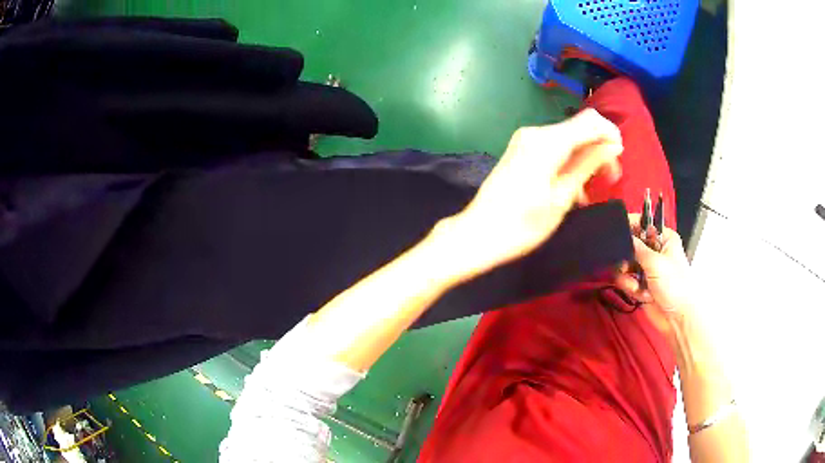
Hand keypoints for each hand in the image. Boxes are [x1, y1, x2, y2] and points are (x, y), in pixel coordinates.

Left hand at [443, 109, 623, 274]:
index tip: (621, 159)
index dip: (611, 135)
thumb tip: (613, 145)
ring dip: (584, 159)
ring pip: (568, 139)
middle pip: (579, 128)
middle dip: (599, 149)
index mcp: (548, 141)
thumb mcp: (563, 197)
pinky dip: (568, 163)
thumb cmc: (523, 223)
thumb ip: (588, 165)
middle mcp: (536, 133)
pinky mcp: (520, 151)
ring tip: (590, 191)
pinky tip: (572, 189)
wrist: (478, 234)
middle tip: (610, 180)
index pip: (591, 121)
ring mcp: (525, 141)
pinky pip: (553, 149)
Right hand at [615, 214, 694, 334]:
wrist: (677, 318)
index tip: (615, 231)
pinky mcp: (641, 284)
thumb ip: (637, 248)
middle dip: (627, 259)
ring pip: (626, 264)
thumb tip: (623, 234)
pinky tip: (641, 295)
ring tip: (636, 287)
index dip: (629, 226)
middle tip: (626, 266)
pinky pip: (627, 280)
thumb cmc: (674, 285)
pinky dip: (632, 288)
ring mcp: (648, 269)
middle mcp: (655, 251)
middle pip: (631, 245)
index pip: (643, 224)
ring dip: (628, 277)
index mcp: (664, 239)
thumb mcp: (656, 263)